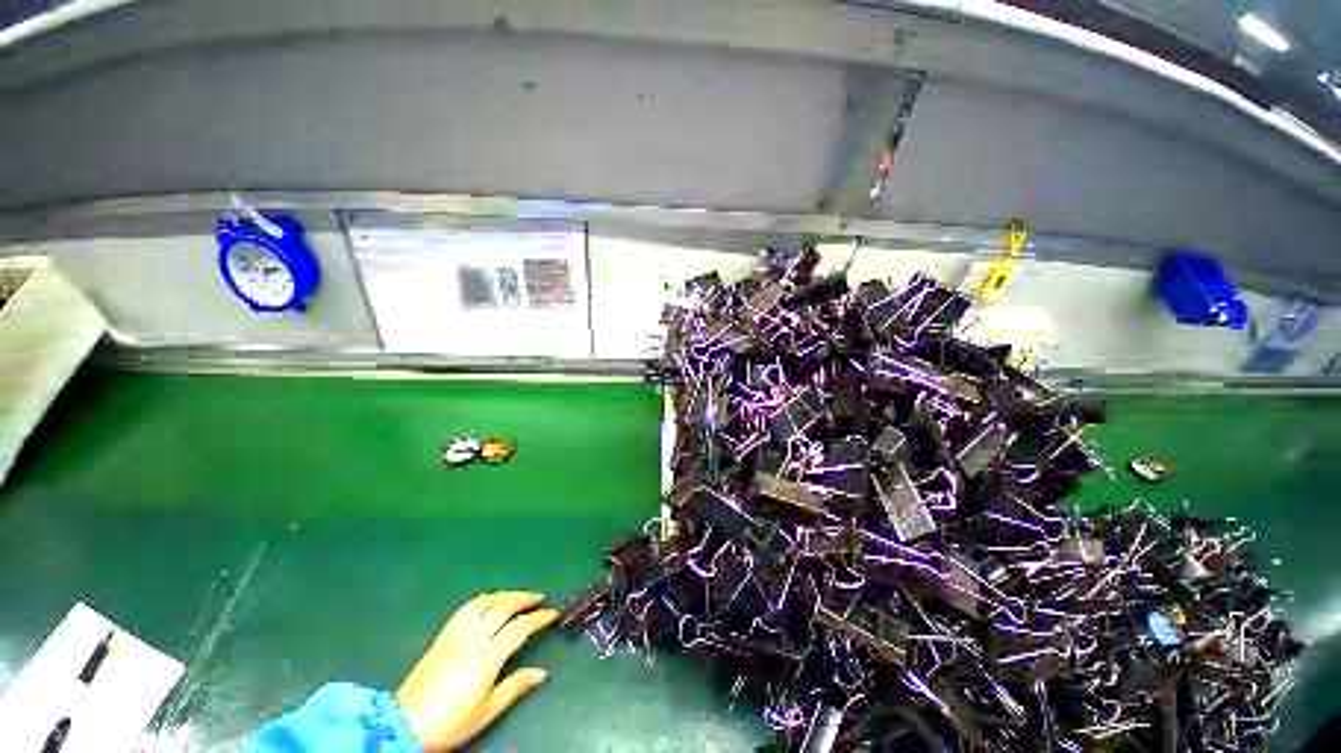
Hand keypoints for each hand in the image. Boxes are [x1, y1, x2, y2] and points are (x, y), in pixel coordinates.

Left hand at [396, 591, 558, 750]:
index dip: (539, 618)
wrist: (406, 724)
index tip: (553, 613)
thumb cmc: (451, 722)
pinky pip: (466, 607)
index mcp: (487, 655)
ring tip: (517, 596)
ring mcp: (456, 633)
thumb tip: (542, 673)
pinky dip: (484, 599)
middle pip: (504, 606)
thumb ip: (516, 686)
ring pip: (485, 601)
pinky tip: (489, 603)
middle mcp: (474, 637)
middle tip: (539, 598)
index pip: (520, 627)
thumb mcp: (488, 710)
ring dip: (505, 594)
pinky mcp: (443, 634)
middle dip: (525, 598)